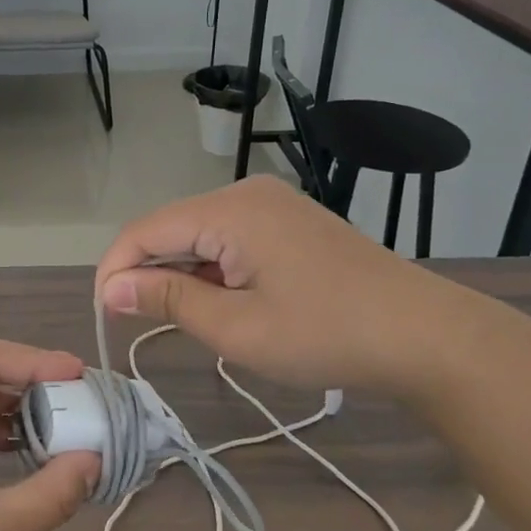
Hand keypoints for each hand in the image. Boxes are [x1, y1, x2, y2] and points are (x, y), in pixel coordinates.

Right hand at [94, 176, 475, 399]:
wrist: (426, 336)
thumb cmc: (325, 335)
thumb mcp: (236, 328)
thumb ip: (167, 300)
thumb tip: (112, 288)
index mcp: (229, 210)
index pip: (146, 230)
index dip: (115, 269)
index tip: (105, 314)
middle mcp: (246, 194)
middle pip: (171, 227)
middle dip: (148, 271)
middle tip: (137, 324)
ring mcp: (272, 204)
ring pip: (200, 233)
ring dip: (182, 272)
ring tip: (185, 319)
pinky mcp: (289, 220)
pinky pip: (230, 237)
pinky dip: (213, 268)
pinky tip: (223, 301)